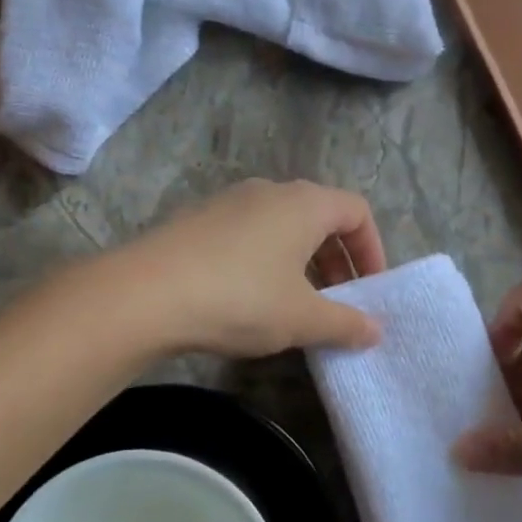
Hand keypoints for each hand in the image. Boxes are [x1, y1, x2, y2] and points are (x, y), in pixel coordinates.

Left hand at [106, 179, 387, 357]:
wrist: (145, 294)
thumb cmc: (240, 298)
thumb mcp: (301, 318)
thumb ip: (345, 323)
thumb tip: (375, 330)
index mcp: (304, 203)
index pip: (357, 211)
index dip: (373, 250)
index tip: (370, 290)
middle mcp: (268, 191)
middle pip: (319, 216)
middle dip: (337, 260)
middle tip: (337, 302)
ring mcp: (228, 202)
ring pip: (281, 226)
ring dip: (300, 262)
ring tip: (295, 304)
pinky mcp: (197, 220)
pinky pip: (247, 234)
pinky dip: (265, 260)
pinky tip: (249, 299)